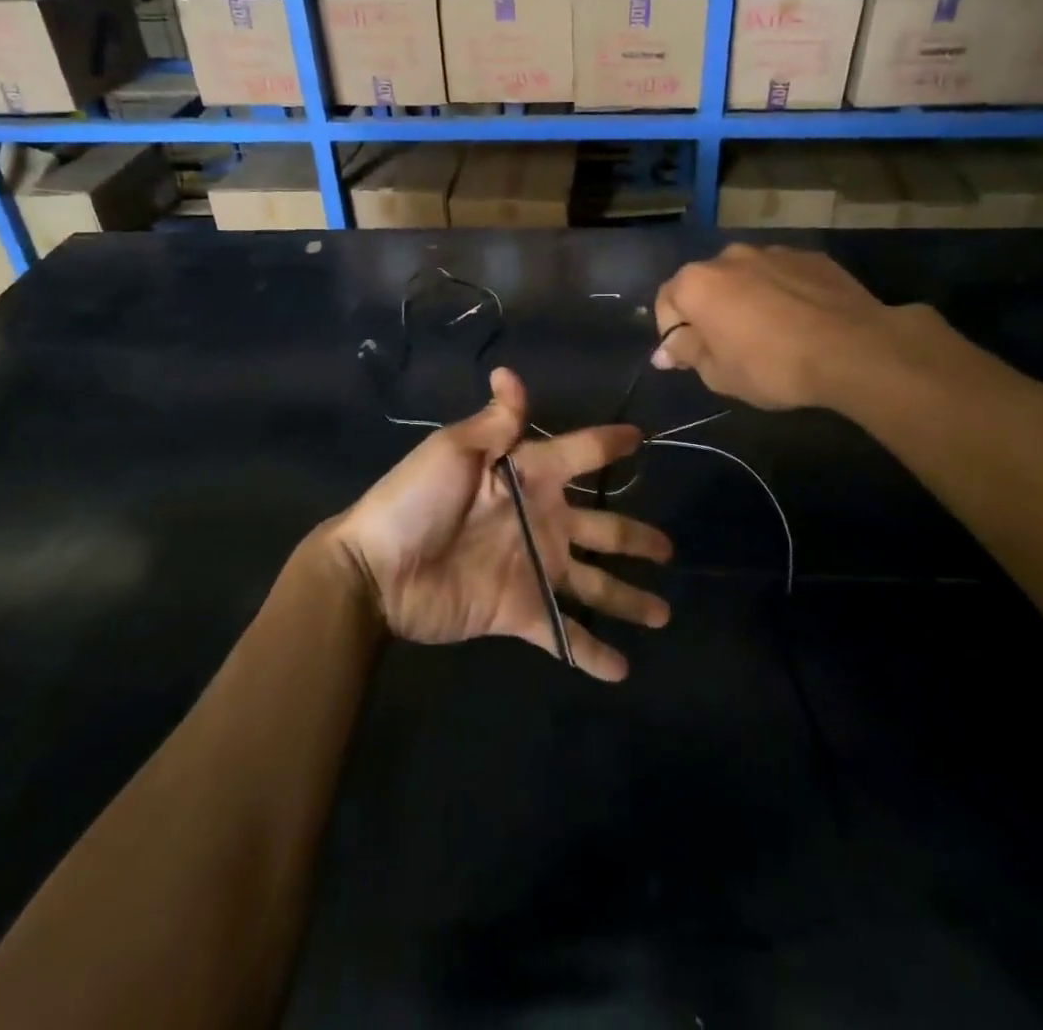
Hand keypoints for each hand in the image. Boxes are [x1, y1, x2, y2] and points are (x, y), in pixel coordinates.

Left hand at [330, 368, 672, 681]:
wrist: (375, 571)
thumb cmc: (414, 500)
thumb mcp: (453, 451)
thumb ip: (494, 423)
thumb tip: (508, 372)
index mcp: (528, 475)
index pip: (579, 454)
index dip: (608, 444)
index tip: (641, 439)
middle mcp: (540, 520)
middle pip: (602, 528)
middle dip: (636, 538)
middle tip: (667, 550)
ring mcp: (533, 568)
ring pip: (594, 583)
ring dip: (628, 599)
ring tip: (663, 615)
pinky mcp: (521, 611)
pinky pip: (564, 633)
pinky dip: (591, 653)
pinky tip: (622, 670)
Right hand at [653, 243, 942, 412]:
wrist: (853, 349)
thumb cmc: (772, 366)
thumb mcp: (718, 374)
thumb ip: (687, 353)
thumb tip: (666, 349)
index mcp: (697, 283)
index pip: (666, 302)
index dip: (672, 333)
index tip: (687, 359)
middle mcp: (729, 256)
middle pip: (706, 284)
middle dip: (709, 312)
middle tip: (727, 347)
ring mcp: (773, 252)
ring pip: (746, 277)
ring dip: (746, 300)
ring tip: (769, 334)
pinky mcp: (811, 257)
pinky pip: (782, 276)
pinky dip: (781, 294)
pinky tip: (800, 322)